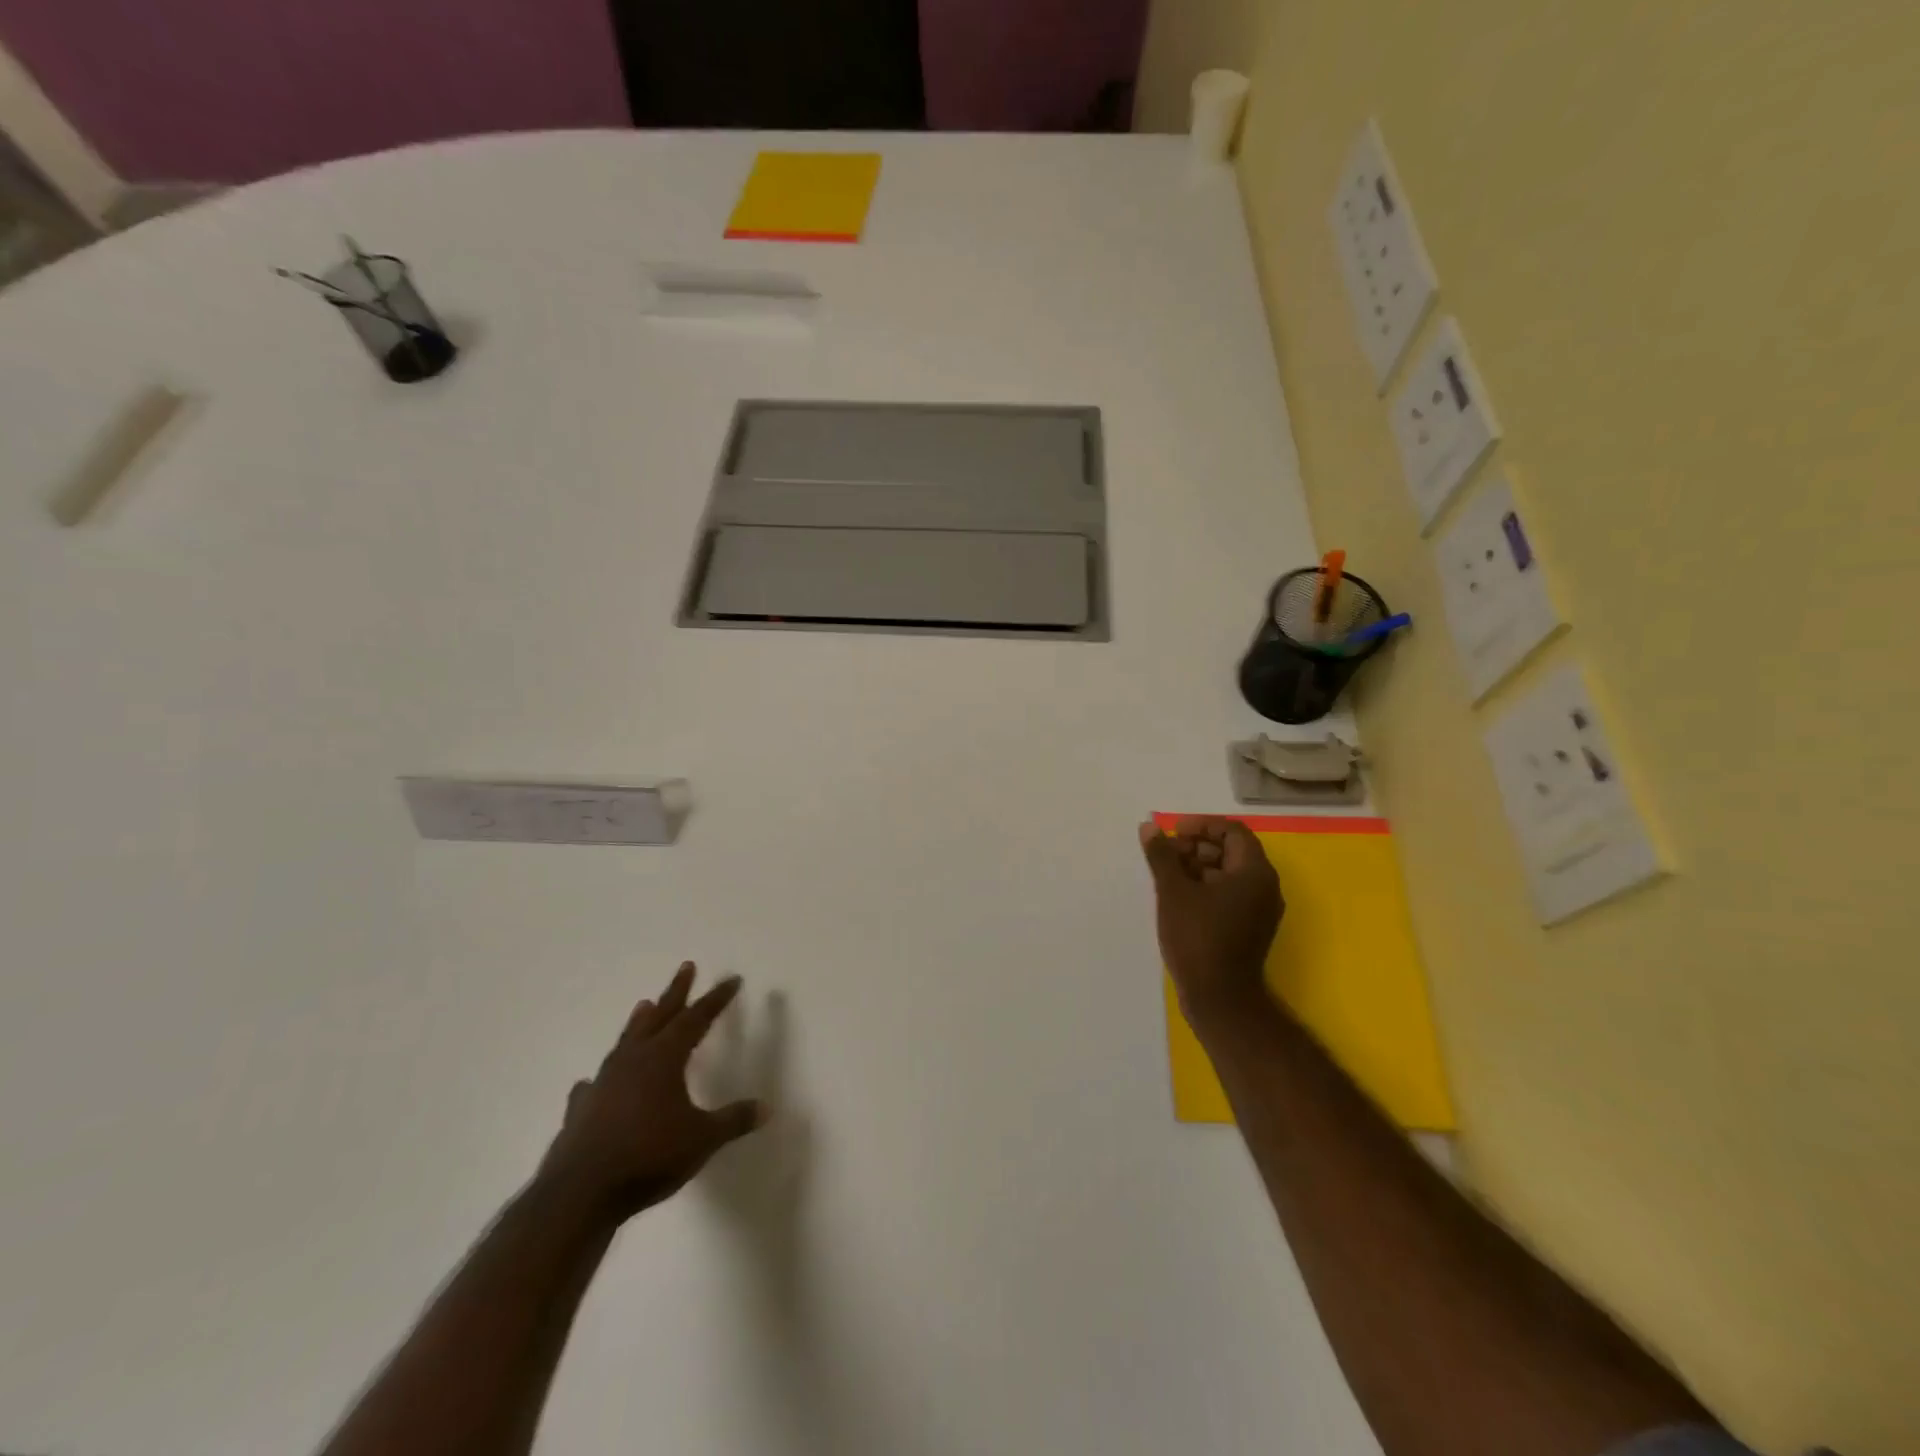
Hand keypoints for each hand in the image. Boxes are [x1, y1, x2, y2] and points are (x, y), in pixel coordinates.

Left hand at [542, 962, 766, 1221]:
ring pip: (626, 1041)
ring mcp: (603, 1083)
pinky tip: (593, 1082)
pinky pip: (594, 1084)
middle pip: (659, 1016)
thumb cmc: (649, 1156)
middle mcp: (633, 1060)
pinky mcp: (581, 1110)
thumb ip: (733, 1121)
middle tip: (686, 966)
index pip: (697, 1018)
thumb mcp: (702, 1139)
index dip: (716, 999)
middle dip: (676, 991)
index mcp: (665, 1058)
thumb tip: (766, 1108)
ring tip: (645, 1005)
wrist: (580, 1194)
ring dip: (639, 1023)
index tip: (732, 980)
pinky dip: (600, 1078)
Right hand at [1139, 817, 1283, 1022]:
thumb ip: (1162, 855)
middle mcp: (1265, 886)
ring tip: (1167, 875)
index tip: (1173, 832)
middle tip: (1166, 854)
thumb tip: (1150, 826)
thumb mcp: (1173, 891)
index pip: (1232, 831)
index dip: (1201, 825)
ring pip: (1229, 873)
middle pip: (1232, 851)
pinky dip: (1206, 887)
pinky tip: (1178, 897)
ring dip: (1198, 866)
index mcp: (1254, 872)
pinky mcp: (1251, 927)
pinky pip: (1230, 894)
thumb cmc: (1198, 938)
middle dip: (1196, 846)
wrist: (1220, 998)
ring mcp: (1260, 909)